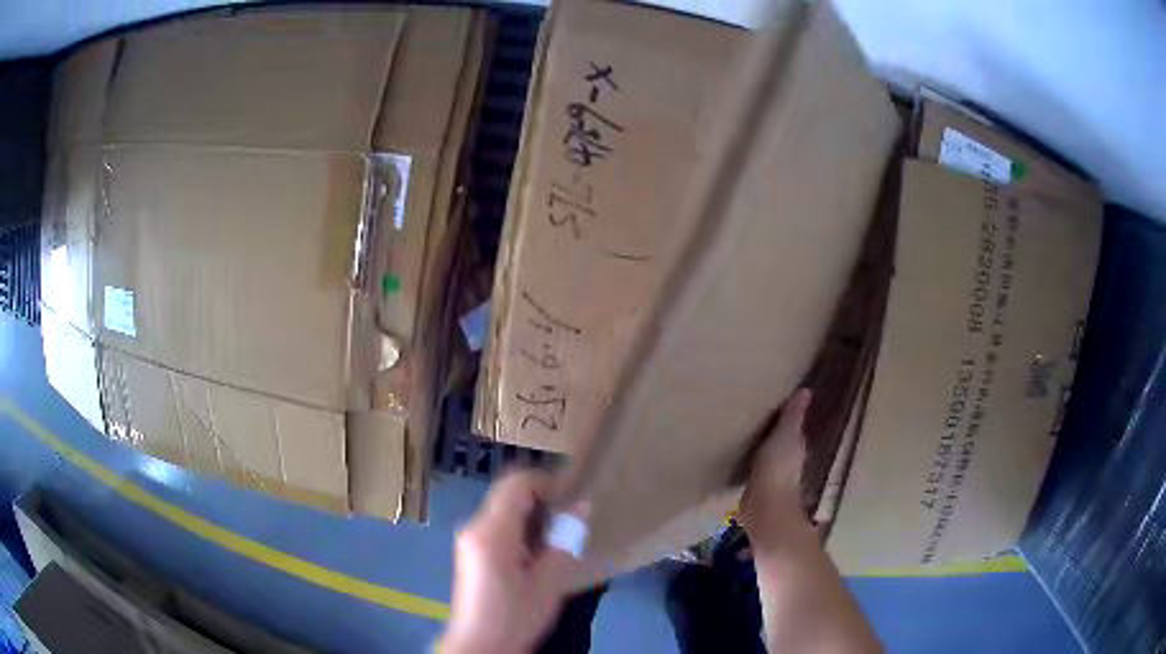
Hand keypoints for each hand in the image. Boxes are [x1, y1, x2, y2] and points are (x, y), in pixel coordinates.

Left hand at [439, 470, 579, 653]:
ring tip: (559, 537)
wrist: (480, 644)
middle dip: (541, 498)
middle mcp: (474, 526)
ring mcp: (469, 538)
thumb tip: (582, 506)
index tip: (572, 497)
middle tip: (570, 519)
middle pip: (508, 493)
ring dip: (532, 514)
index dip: (547, 482)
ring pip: (503, 507)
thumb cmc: (515, 616)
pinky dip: (520, 527)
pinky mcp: (470, 550)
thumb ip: (563, 542)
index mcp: (491, 532)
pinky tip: (538, 553)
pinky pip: (497, 524)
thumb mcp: (547, 584)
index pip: (517, 483)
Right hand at [741, 388, 812, 548]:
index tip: (774, 396)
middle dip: (772, 426)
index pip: (793, 423)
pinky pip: (754, 464)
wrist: (764, 507)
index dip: (785, 412)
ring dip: (760, 442)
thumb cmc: (778, 468)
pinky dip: (750, 457)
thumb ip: (793, 415)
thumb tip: (806, 389)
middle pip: (781, 437)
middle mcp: (788, 457)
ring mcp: (773, 472)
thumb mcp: (785, 435)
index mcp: (796, 444)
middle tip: (756, 408)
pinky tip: (738, 452)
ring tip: (744, 427)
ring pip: (767, 450)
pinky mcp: (757, 484)